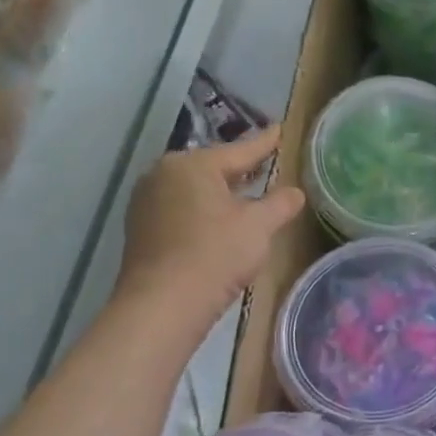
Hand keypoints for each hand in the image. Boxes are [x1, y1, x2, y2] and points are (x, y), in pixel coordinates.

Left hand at [118, 128, 304, 312]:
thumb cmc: (216, 254)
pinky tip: (218, 222)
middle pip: (212, 168)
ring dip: (219, 192)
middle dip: (239, 169)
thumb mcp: (259, 226)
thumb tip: (295, 193)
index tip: (279, 130)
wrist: (163, 305)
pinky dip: (202, 211)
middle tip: (265, 163)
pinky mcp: (140, 230)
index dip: (265, 143)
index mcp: (192, 164)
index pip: (239, 150)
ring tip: (245, 194)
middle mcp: (162, 174)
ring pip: (194, 190)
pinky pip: (179, 209)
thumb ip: (280, 204)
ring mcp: (146, 202)